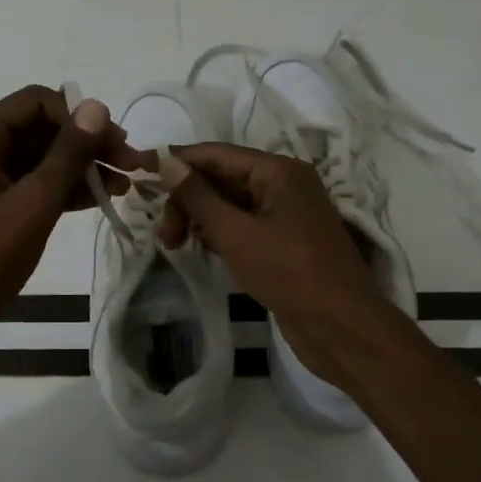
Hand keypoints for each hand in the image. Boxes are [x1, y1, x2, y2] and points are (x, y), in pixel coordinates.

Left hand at [0, 85, 145, 362]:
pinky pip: (33, 184)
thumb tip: (97, 107)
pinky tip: (99, 200)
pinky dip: (64, 190)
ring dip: (81, 168)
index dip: (80, 117)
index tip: (117, 144)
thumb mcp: (33, 204)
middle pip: (41, 129)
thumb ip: (68, 154)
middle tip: (131, 165)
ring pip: (41, 159)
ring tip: (125, 186)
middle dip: (87, 144)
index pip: (37, 102)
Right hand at [157, 142, 399, 388]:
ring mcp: (286, 214)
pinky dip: (220, 234)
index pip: (215, 154)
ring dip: (200, 219)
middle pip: (222, 178)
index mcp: (278, 170)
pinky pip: (243, 226)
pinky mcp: (284, 242)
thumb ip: (199, 197)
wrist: (342, 327)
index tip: (139, 177)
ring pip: (230, 204)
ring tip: (176, 245)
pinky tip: (202, 250)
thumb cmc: (290, 273)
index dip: (176, 163)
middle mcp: (284, 184)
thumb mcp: (236, 233)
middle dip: (188, 200)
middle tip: (164, 236)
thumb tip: (166, 161)